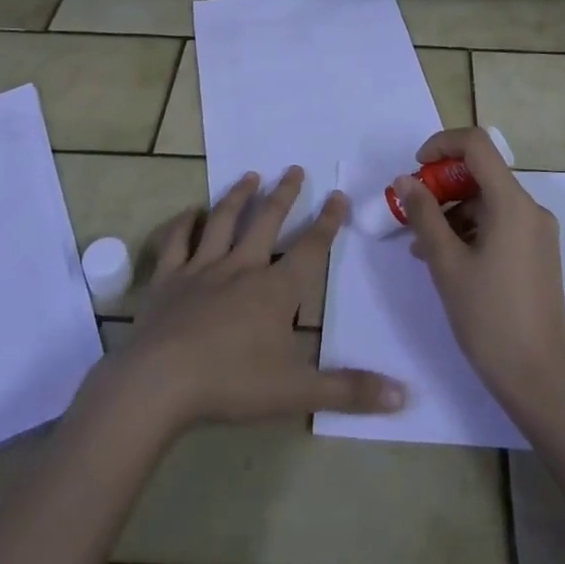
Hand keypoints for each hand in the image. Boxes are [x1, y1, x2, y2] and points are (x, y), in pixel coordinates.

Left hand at [110, 166, 406, 433]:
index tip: (338, 194)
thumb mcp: (297, 392)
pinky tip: (189, 212)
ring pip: (223, 222)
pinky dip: (183, 224)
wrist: (159, 384)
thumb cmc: (231, 384)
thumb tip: (405, 395)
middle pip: (267, 222)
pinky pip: (176, 242)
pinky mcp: (168, 279)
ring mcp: (201, 269)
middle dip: (284, 194)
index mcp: (275, 290)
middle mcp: (241, 267)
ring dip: (238, 197)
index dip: (327, 221)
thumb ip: (349, 390)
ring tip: (250, 176)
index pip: (310, 248)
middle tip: (294, 168)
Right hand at [397, 127, 564, 401]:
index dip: (442, 144)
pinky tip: (446, 261)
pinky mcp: (538, 254)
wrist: (541, 380)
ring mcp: (538, 232)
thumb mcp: (446, 264)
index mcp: (512, 203)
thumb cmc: (489, 318)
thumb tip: (406, 180)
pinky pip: (499, 224)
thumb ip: (424, 215)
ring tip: (422, 248)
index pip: (477, 145)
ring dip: (452, 213)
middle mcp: (530, 209)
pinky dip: (471, 231)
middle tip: (411, 214)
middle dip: (441, 186)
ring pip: (488, 202)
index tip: (415, 169)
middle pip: (481, 174)